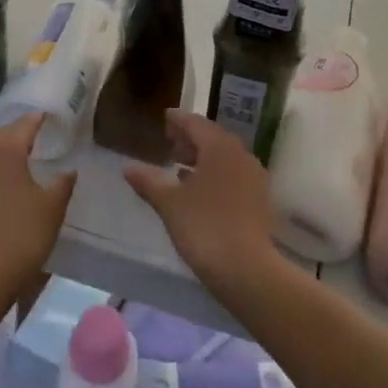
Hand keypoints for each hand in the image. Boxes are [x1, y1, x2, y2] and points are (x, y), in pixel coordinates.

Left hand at [0, 114, 75, 291]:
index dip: (36, 119)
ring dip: (2, 152)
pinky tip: (1, 186)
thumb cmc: (23, 234)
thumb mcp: (52, 208)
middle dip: (17, 132)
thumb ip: (62, 184)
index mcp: (6, 152)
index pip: (23, 126)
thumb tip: (69, 171)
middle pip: (1, 137)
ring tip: (19, 157)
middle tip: (33, 132)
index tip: (45, 115)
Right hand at [124, 111, 277, 298]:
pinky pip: (233, 175)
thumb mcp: (169, 203)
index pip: (196, 123)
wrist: (247, 269)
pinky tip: (200, 190)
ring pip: (225, 158)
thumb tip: (128, 167)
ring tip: (180, 167)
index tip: (165, 117)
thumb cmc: (204, 227)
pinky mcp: (259, 200)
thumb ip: (149, 181)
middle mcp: (240, 155)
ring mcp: (254, 178)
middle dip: (191, 139)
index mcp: (219, 147)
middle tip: (170, 142)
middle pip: (213, 138)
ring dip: (203, 158)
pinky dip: (215, 175)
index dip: (178, 120)